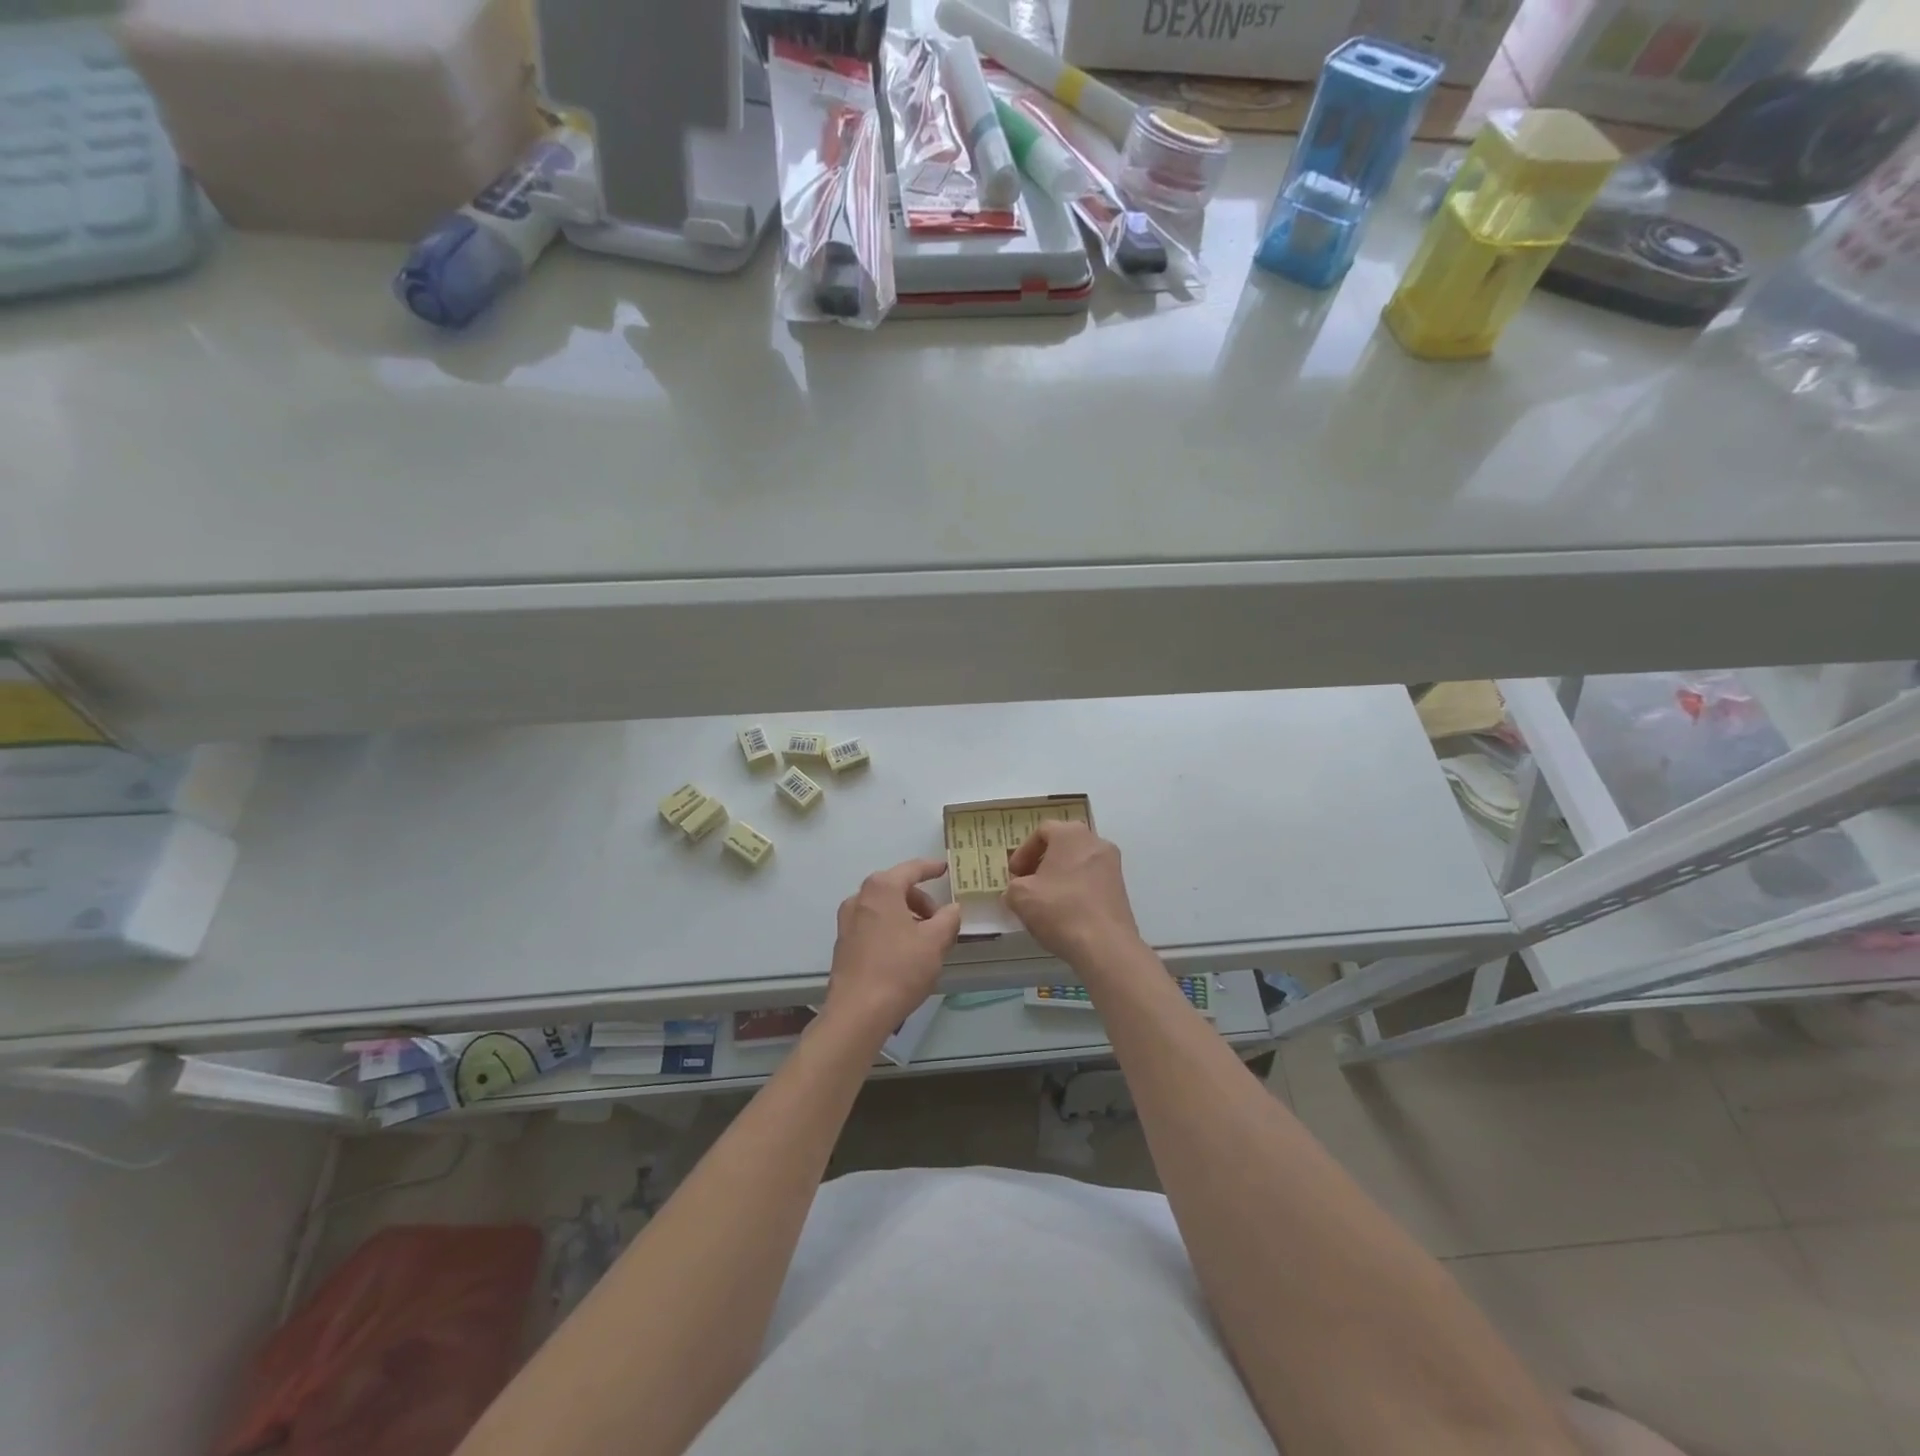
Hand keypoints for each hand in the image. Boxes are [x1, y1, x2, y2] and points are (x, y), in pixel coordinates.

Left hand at [822, 858, 961, 1040]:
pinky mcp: (843, 943)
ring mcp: (847, 921)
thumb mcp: (935, 942)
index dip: (931, 868)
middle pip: (896, 888)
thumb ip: (948, 919)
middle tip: (940, 921)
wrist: (858, 1012)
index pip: (911, 869)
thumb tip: (952, 908)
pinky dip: (891, 929)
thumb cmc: (900, 969)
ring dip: (906, 916)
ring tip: (925, 940)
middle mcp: (860, 898)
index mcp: (881, 889)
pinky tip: (904, 953)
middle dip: (920, 901)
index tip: (945, 868)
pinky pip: (873, 925)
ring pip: (884, 908)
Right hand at [1004, 821, 1142, 965]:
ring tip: (1044, 900)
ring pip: (1078, 862)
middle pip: (1062, 845)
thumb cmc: (1060, 910)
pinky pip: (1091, 880)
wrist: (1105, 946)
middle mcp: (1095, 842)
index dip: (1023, 852)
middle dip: (1042, 862)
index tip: (1014, 874)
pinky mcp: (1121, 888)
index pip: (1042, 831)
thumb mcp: (1021, 897)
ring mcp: (1112, 865)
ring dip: (1059, 876)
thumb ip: (1013, 887)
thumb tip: (1016, 891)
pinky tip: (1065, 912)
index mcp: (1071, 834)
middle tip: (1027, 883)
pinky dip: (1075, 889)